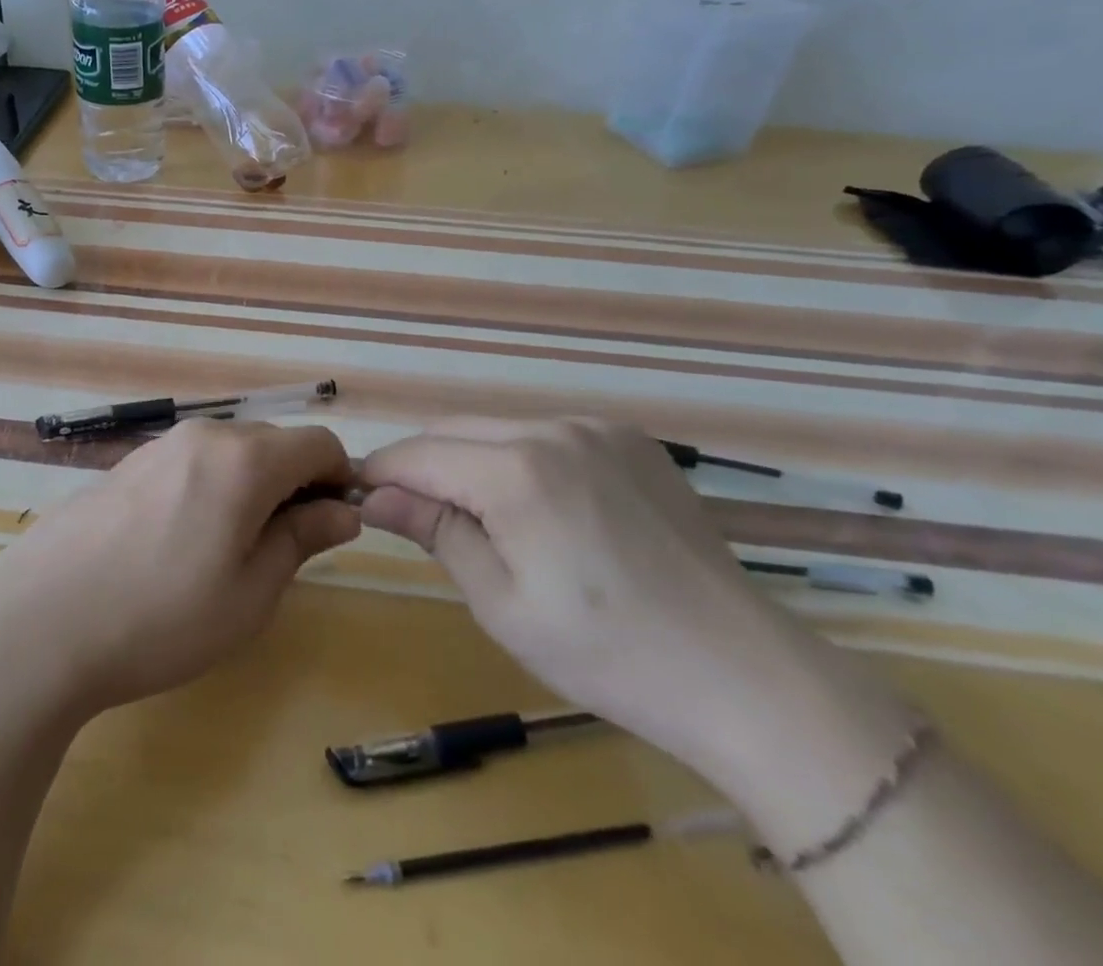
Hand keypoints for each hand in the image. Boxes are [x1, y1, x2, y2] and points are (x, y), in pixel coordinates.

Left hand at [0, 419, 359, 723]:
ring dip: (250, 489)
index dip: (339, 480)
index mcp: (244, 458)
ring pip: (230, 454)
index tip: (331, 529)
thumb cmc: (161, 617)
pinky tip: (178, 546)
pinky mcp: (126, 465)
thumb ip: (302, 539)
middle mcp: (203, 435)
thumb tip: (342, 511)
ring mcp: (158, 446)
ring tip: (226, 555)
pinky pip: (190, 464)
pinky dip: (209, 490)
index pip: (319, 443)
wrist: (39, 621)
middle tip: (281, 552)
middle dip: (294, 486)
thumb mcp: (250, 593)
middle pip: (274, 444)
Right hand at [359, 417, 905, 797]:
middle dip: (423, 465)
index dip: (382, 473)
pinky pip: (549, 435)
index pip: (419, 454)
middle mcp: (553, 428)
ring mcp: (598, 428)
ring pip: (499, 429)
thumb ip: (434, 531)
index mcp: (516, 470)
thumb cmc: (606, 653)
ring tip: (482, 520)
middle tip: (415, 516)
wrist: (742, 674)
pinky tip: (544, 509)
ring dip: (472, 461)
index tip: (360, 497)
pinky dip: (522, 459)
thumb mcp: (501, 602)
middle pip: (454, 430)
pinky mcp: (630, 439)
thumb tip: (373, 495)